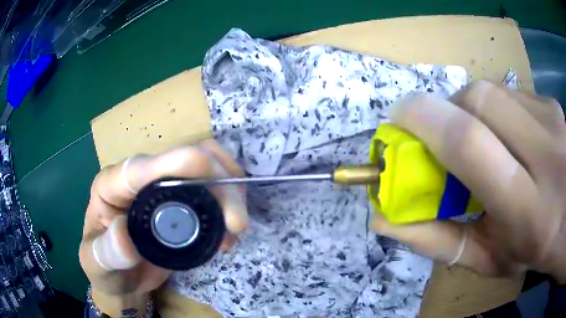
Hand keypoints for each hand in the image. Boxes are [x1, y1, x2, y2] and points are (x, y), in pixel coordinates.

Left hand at [78, 140, 247, 315]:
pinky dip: (229, 203)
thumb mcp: (97, 264)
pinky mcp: (184, 203)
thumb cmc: (104, 267)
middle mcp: (141, 179)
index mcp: (112, 185)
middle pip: (185, 159)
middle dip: (217, 181)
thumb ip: (106, 252)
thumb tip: (124, 235)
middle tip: (236, 222)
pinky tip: (229, 232)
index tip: (204, 166)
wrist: (121, 277)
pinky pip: (213, 190)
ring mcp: (164, 188)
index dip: (172, 161)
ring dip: (229, 191)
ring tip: (235, 229)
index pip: (141, 167)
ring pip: (206, 169)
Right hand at [373, 80, 565, 281]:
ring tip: (483, 140)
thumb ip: (437, 241)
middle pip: (478, 100)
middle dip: (448, 112)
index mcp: (527, 211)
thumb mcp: (486, 259)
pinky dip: (498, 110)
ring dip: (473, 111)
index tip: (398, 120)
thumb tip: (383, 216)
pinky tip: (511, 135)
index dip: (424, 119)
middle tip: (444, 137)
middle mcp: (546, 155)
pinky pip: (511, 94)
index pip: (469, 142)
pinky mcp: (552, 104)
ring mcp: (552, 120)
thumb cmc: (531, 250)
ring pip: (493, 92)